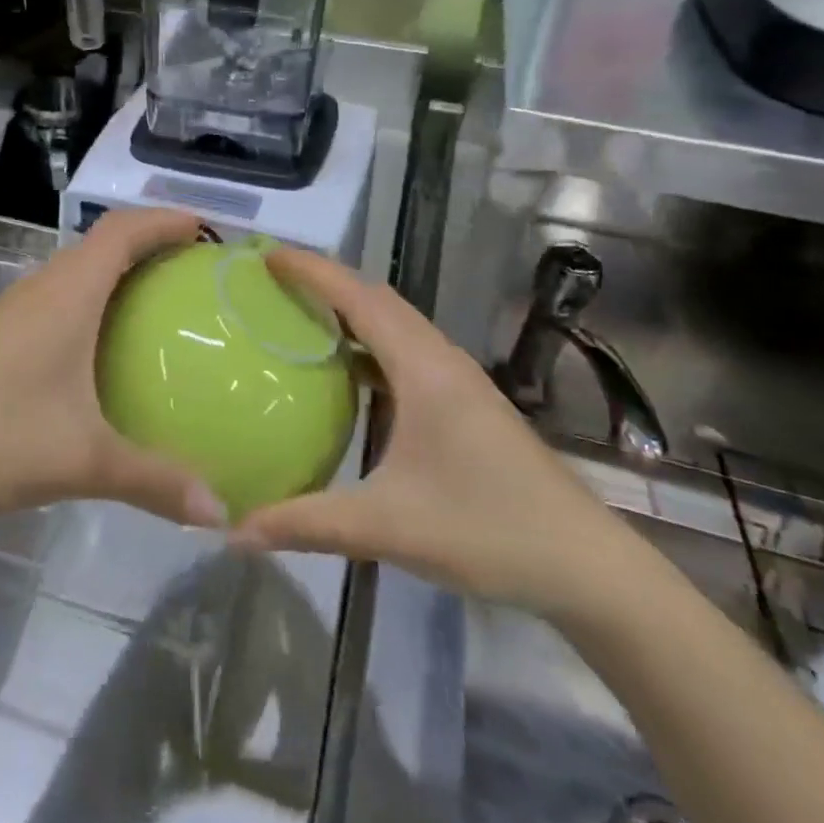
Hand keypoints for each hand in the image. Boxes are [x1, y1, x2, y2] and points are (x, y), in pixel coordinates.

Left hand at [0, 209, 227, 531]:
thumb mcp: (80, 461)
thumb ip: (153, 480)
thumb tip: (220, 510)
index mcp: (65, 294)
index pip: (122, 230)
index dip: (166, 220)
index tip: (209, 230)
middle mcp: (38, 291)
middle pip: (102, 246)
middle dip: (151, 247)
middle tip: (197, 275)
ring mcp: (9, 314)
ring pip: (75, 277)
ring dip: (118, 279)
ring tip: (161, 311)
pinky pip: (55, 306)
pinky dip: (91, 310)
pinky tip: (101, 358)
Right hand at [233, 250, 640, 622]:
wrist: (586, 566)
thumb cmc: (488, 532)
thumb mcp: (388, 527)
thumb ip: (307, 524)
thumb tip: (236, 532)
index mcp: (424, 370)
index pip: (359, 299)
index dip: (312, 271)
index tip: (267, 256)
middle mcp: (442, 361)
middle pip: (378, 300)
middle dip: (326, 282)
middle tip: (274, 284)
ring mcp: (459, 382)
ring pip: (396, 325)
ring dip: (351, 312)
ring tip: (300, 317)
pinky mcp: (466, 404)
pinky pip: (407, 354)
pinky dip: (370, 347)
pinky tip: (347, 376)